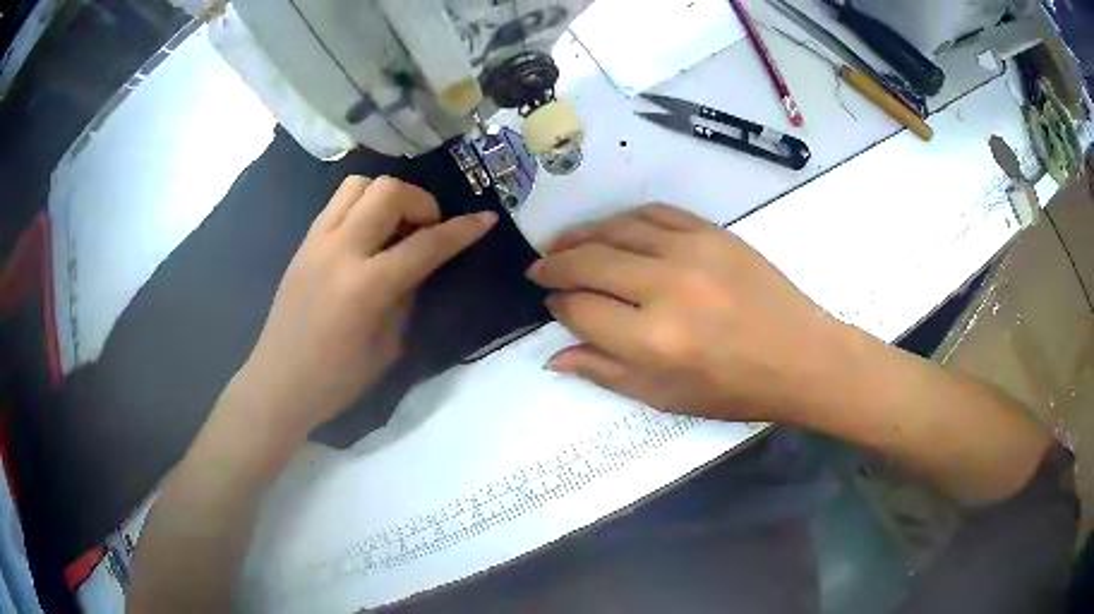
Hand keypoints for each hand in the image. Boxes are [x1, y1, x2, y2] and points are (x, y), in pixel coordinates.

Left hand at [233, 176, 496, 439]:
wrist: (279, 382)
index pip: (425, 244)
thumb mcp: (388, 347)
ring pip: (359, 184)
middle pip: (388, 191)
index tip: (485, 219)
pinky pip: (337, 203)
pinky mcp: (303, 243)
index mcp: (366, 287)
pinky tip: (367, 235)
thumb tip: (421, 265)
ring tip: (394, 225)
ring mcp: (316, 241)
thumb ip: (408, 297)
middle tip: (427, 228)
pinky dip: (361, 205)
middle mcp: (340, 251)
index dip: (462, 230)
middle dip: (420, 201)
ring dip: (386, 196)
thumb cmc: (337, 379)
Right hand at [527, 204, 847, 422]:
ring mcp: (692, 251)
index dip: (558, 306)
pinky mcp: (713, 232)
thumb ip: (606, 372)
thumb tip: (555, 355)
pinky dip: (624, 218)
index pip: (581, 309)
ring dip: (581, 235)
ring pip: (616, 229)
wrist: (800, 356)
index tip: (552, 304)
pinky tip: (612, 229)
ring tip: (563, 244)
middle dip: (555, 264)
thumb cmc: (735, 389)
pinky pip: (655, 212)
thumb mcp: (666, 397)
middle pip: (590, 262)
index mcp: (654, 340)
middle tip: (540, 268)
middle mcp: (666, 288)